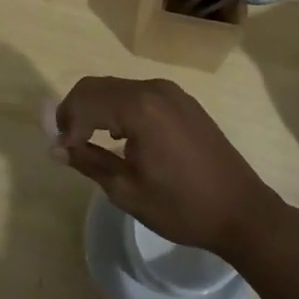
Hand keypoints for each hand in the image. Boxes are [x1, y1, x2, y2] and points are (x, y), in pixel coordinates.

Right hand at [49, 76, 282, 257]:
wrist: (242, 211)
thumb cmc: (181, 206)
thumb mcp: (127, 191)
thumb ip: (89, 162)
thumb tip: (56, 148)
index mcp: (138, 108)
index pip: (85, 101)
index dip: (66, 124)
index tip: (61, 152)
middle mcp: (153, 89)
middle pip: (98, 86)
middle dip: (76, 111)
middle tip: (67, 143)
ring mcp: (171, 92)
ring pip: (117, 88)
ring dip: (97, 108)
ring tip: (89, 141)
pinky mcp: (183, 101)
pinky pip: (139, 94)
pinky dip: (120, 108)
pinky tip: (122, 137)